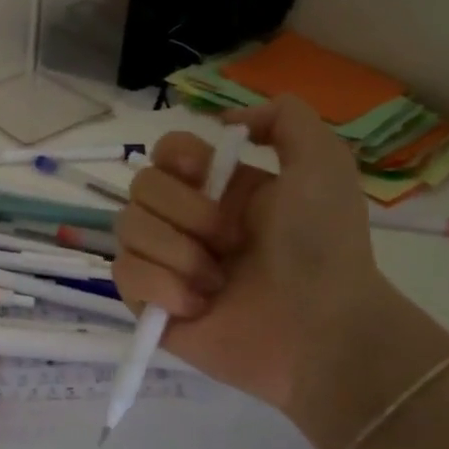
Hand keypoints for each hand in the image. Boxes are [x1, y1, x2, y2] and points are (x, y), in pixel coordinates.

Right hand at [112, 96, 448, 448]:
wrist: (320, 330)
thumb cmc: (323, 247)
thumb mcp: (324, 164)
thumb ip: (286, 118)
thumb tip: (228, 118)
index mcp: (220, 189)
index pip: (165, 152)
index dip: (176, 156)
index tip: (204, 172)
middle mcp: (187, 220)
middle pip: (140, 187)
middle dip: (185, 211)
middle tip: (229, 241)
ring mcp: (165, 262)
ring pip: (127, 229)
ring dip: (177, 253)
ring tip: (218, 282)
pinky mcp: (149, 303)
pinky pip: (125, 274)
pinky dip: (161, 287)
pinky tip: (197, 306)